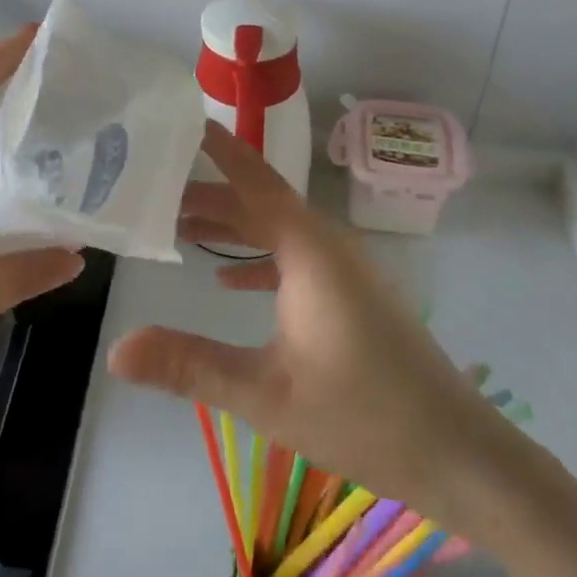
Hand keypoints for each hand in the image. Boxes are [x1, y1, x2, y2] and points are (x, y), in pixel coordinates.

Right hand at [107, 122, 497, 518]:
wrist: (461, 456)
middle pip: (260, 203)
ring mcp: (345, 273)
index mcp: (310, 251)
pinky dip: (258, 261)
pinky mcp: (353, 299)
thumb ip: (190, 366)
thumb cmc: (364, 417)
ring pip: (277, 232)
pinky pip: (296, 260)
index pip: (255, 179)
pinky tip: (227, 283)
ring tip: (178, 225)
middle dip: (209, 193)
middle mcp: (328, 248)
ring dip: (232, 227)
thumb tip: (116, 349)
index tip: (180, 120)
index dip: (218, 148)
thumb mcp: (266, 395)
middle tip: (152, 188)